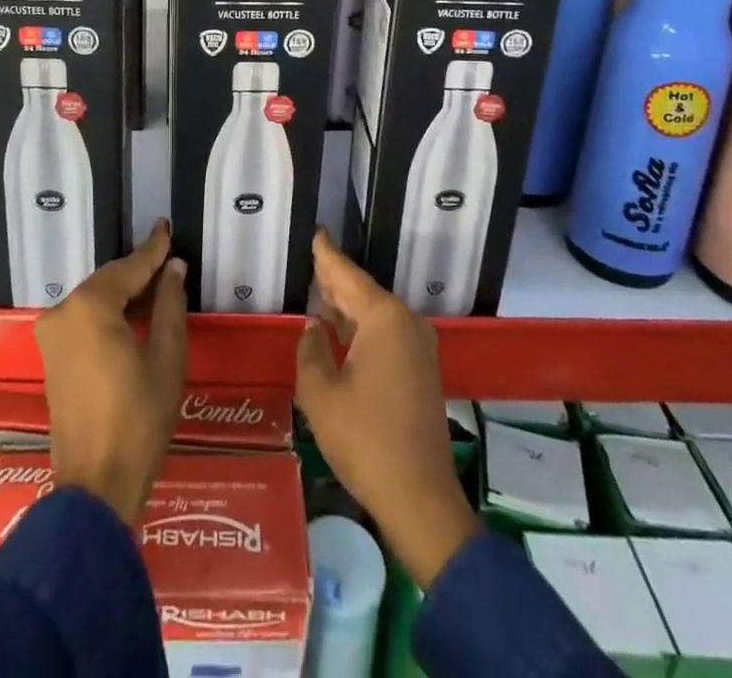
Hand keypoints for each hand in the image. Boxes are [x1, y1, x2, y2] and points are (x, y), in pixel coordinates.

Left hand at [34, 218, 187, 525]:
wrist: (95, 485)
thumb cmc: (138, 419)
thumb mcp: (166, 358)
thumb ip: (170, 305)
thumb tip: (174, 269)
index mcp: (90, 307)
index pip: (129, 268)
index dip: (153, 249)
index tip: (166, 227)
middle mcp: (64, 311)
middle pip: (108, 281)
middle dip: (139, 271)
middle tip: (168, 259)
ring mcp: (52, 335)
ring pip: (95, 299)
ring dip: (124, 293)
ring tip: (158, 285)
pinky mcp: (51, 356)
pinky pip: (84, 319)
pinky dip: (109, 313)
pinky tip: (134, 314)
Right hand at [295, 230, 479, 588]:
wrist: (420, 499)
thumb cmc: (365, 440)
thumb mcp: (321, 394)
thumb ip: (311, 350)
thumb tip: (314, 328)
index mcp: (384, 319)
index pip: (347, 275)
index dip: (327, 255)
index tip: (317, 232)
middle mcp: (406, 323)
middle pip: (363, 291)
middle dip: (336, 280)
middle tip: (310, 261)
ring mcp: (419, 347)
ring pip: (375, 313)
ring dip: (347, 306)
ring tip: (319, 292)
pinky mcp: (421, 371)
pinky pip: (386, 334)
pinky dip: (362, 328)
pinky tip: (340, 331)